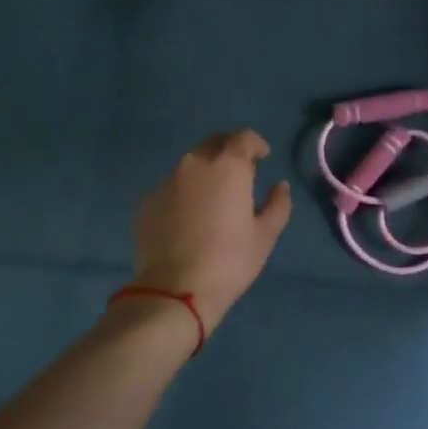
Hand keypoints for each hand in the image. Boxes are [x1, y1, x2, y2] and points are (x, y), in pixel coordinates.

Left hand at [131, 129, 292, 336]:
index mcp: (228, 166)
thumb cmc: (229, 261)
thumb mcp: (264, 236)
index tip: (262, 157)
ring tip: (213, 197)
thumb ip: (277, 205)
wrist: (174, 290)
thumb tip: (280, 186)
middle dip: (229, 150)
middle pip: (214, 143)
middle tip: (239, 173)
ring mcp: (167, 181)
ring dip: (205, 171)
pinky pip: (171, 186)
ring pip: (190, 164)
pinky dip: (184, 192)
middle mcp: (194, 164)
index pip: (243, 137)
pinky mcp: (147, 201)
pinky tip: (188, 218)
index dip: (255, 144)